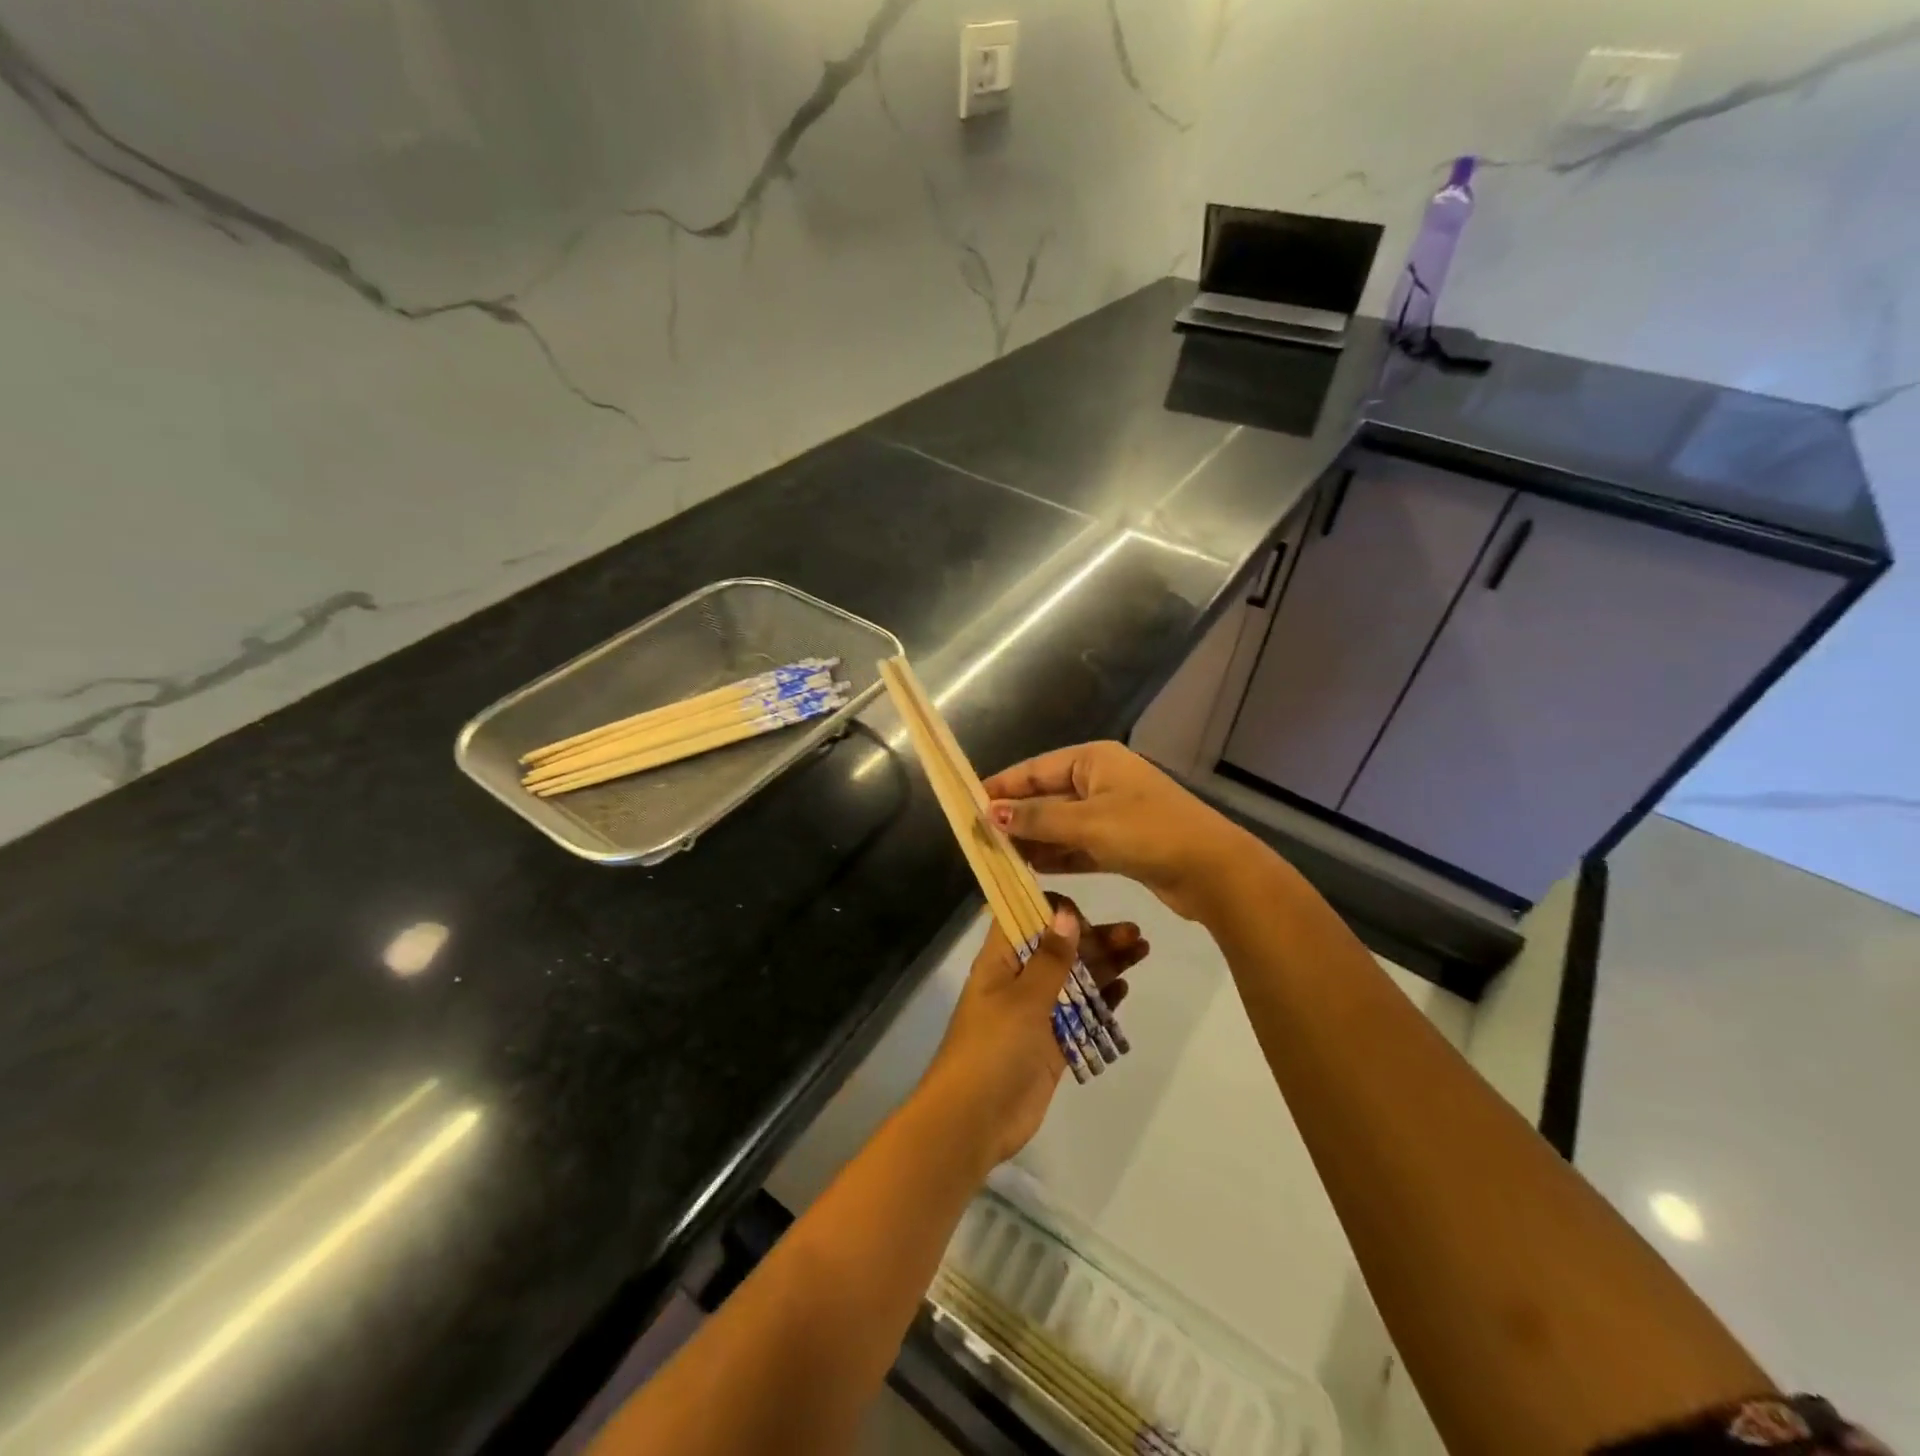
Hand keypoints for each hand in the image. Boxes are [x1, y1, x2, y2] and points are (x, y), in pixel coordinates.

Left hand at [916, 900, 1148, 1167]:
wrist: (974, 1120)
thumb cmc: (993, 1047)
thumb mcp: (1023, 997)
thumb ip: (1050, 958)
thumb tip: (1065, 913)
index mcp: (1000, 962)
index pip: (1024, 919)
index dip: (1052, 911)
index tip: (1084, 912)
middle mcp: (1018, 982)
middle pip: (1059, 949)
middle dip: (1094, 938)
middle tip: (1133, 932)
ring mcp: (1035, 1014)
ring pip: (1074, 980)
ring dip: (1105, 964)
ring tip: (1141, 950)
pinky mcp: (1051, 1046)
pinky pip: (1079, 1015)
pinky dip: (1100, 1001)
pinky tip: (1124, 988)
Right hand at [983, 741, 1259, 921]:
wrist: (1211, 870)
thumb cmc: (1146, 833)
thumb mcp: (1086, 823)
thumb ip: (1036, 820)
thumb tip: (989, 814)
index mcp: (1094, 760)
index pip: (1035, 769)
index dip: (1001, 787)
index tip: (969, 805)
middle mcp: (1101, 780)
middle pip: (1046, 796)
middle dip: (1015, 817)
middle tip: (978, 838)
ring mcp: (1112, 812)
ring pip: (1061, 823)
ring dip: (1033, 839)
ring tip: (996, 856)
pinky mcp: (1120, 843)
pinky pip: (1078, 844)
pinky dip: (1057, 854)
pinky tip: (1029, 869)